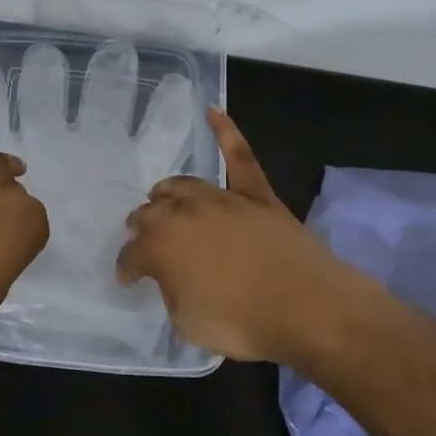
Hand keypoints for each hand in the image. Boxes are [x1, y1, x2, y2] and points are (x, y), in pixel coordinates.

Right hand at [116, 108, 370, 363]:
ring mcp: (223, 200)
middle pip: (152, 214)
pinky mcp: (257, 196)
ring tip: (160, 198)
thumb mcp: (187, 322)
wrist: (308, 309)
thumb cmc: (242, 323)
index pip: (132, 254)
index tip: (128, 279)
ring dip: (166, 193)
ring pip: (183, 186)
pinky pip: (240, 157)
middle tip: (142, 241)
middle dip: (141, 228)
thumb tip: (175, 277)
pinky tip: (213, 111)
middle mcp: (184, 213)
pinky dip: (226, 132)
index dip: (127, 268)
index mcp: (160, 246)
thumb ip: (172, 292)